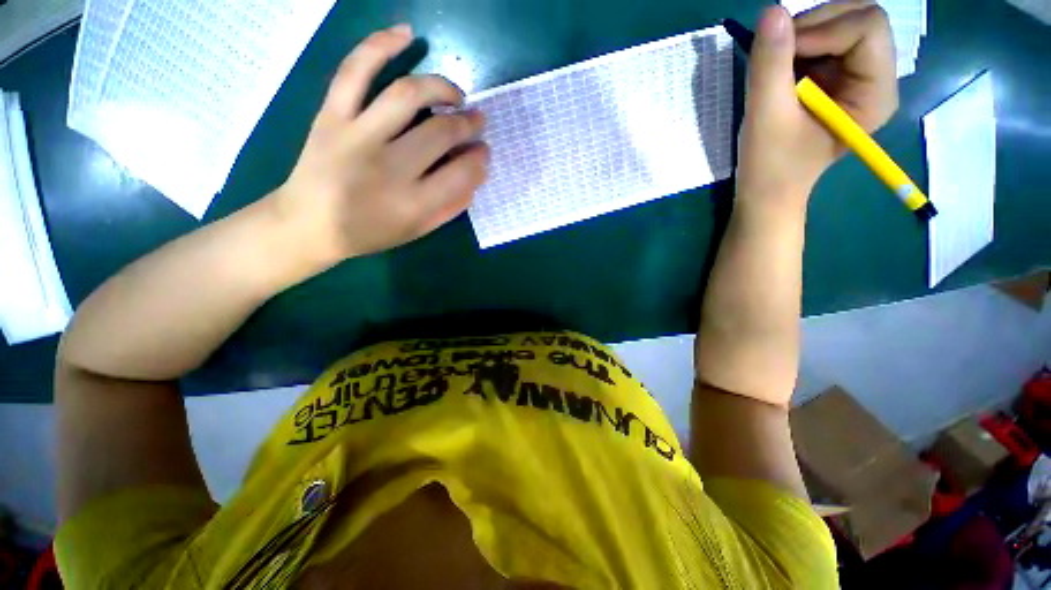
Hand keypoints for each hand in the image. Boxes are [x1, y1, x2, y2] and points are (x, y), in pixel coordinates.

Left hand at [273, 24, 488, 263]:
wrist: (309, 224)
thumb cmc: (370, 232)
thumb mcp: (418, 230)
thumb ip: (450, 207)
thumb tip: (475, 176)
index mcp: (413, 203)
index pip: (462, 173)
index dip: (480, 159)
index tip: (484, 152)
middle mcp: (388, 168)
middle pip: (441, 132)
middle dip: (468, 124)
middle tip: (476, 121)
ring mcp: (357, 135)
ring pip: (407, 95)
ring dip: (441, 87)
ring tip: (455, 94)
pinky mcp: (331, 115)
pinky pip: (355, 70)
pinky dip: (381, 44)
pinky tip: (407, 35)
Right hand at [736, 2, 897, 205]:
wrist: (767, 190)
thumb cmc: (770, 164)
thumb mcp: (765, 116)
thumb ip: (770, 64)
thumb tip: (772, 10)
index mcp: (876, 93)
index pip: (868, 27)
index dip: (824, 28)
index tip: (783, 53)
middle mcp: (877, 77)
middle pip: (859, 16)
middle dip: (814, 25)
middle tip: (778, 54)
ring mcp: (858, 76)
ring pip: (842, 22)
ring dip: (804, 34)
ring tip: (777, 68)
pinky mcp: (839, 77)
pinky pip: (826, 38)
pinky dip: (799, 44)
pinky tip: (782, 70)